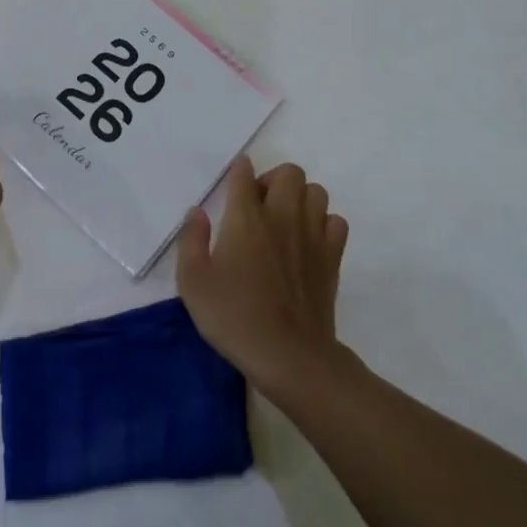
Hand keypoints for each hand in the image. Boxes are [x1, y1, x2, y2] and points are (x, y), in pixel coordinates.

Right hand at [177, 156, 348, 396]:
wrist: (289, 356)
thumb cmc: (234, 316)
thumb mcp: (193, 282)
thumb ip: (191, 240)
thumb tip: (196, 212)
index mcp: (245, 217)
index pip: (244, 174)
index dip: (239, 170)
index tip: (235, 179)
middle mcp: (281, 215)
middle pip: (289, 172)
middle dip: (273, 179)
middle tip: (258, 205)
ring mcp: (312, 235)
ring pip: (317, 191)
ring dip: (300, 198)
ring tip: (284, 221)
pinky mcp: (332, 257)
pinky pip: (336, 222)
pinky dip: (324, 223)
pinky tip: (308, 242)